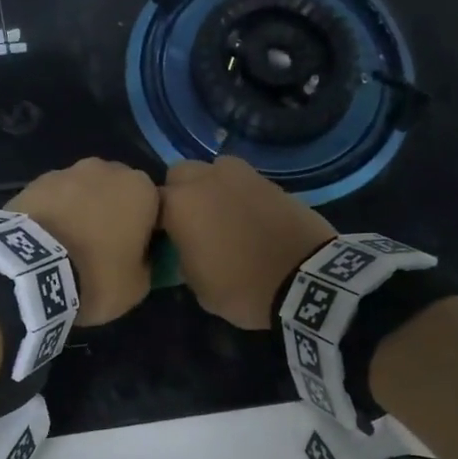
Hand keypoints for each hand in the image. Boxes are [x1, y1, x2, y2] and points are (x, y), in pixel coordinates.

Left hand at [9, 159, 159, 325]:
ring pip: (83, 192)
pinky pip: (55, 199)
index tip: (134, 254)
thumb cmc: (97, 275)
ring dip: (81, 211)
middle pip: (117, 192)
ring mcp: (68, 171)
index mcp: (142, 189)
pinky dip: (54, 214)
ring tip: (68, 245)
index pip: (154, 207)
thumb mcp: (138, 285)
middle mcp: (108, 169)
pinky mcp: (35, 181)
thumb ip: (147, 262)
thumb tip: (141, 256)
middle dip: (112, 213)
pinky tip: (46, 240)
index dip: (145, 232)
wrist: (33, 269)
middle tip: (101, 248)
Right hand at [161, 157, 335, 329]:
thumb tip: (186, 248)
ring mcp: (241, 175)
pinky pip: (242, 181)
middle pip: (179, 175)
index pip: (150, 203)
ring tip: (220, 216)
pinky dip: (239, 194)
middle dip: (180, 194)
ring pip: (212, 170)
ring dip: (210, 187)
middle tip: (189, 224)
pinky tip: (247, 218)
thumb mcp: (199, 286)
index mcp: (180, 204)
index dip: (154, 222)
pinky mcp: (270, 180)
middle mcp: (206, 179)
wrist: (308, 279)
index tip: (162, 240)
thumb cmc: (243, 288)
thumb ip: (183, 258)